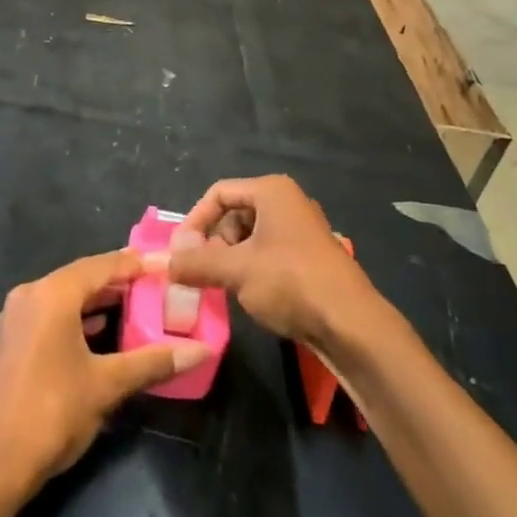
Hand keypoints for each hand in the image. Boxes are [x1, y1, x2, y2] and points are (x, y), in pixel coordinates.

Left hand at [0, 250, 209, 498]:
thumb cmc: (51, 414)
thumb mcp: (106, 386)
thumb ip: (152, 362)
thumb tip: (201, 350)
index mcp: (51, 294)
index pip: (101, 265)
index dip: (135, 264)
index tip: (164, 264)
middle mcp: (28, 296)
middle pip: (81, 278)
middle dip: (117, 282)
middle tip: (154, 287)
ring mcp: (13, 319)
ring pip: (63, 298)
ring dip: (96, 302)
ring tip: (134, 308)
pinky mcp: (7, 343)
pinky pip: (48, 316)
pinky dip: (76, 319)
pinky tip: (98, 335)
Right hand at [154, 175, 384, 354]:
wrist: (351, 325)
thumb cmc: (290, 282)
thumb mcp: (236, 270)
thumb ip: (197, 262)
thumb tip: (164, 263)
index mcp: (271, 191)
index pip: (218, 193)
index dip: (194, 221)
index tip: (179, 252)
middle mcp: (287, 203)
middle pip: (234, 214)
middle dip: (213, 243)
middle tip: (202, 273)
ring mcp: (301, 231)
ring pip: (250, 238)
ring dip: (230, 260)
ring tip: (223, 287)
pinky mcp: (309, 258)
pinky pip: (268, 254)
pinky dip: (251, 270)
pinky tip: (248, 296)